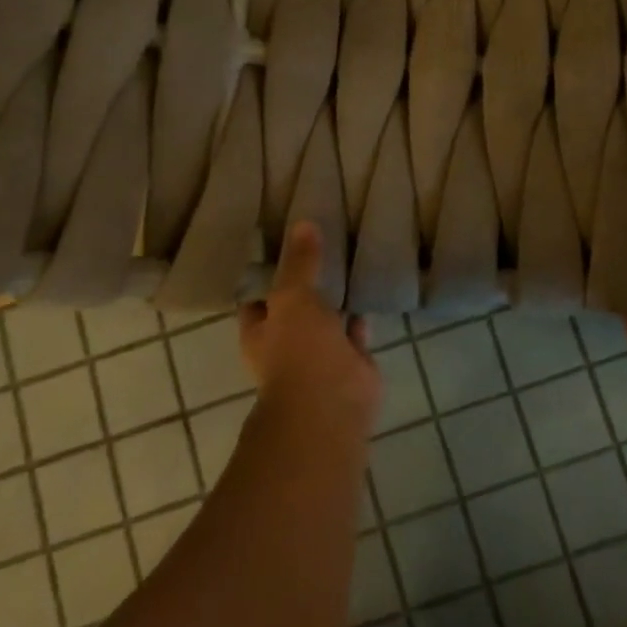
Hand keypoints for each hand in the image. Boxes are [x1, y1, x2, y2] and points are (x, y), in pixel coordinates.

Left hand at [239, 221, 380, 431]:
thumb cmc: (298, 350)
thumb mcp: (293, 297)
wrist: (331, 403)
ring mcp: (320, 355)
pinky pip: (355, 331)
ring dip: (335, 299)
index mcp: (261, 332)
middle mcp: (287, 344)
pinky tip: (369, 289)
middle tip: (321, 246)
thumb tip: (303, 223)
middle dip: (306, 284)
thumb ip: (300, 263)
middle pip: (294, 308)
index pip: (257, 299)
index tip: (282, 245)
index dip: (267, 275)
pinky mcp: (352, 361)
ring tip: (347, 261)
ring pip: (326, 319)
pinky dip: (361, 314)